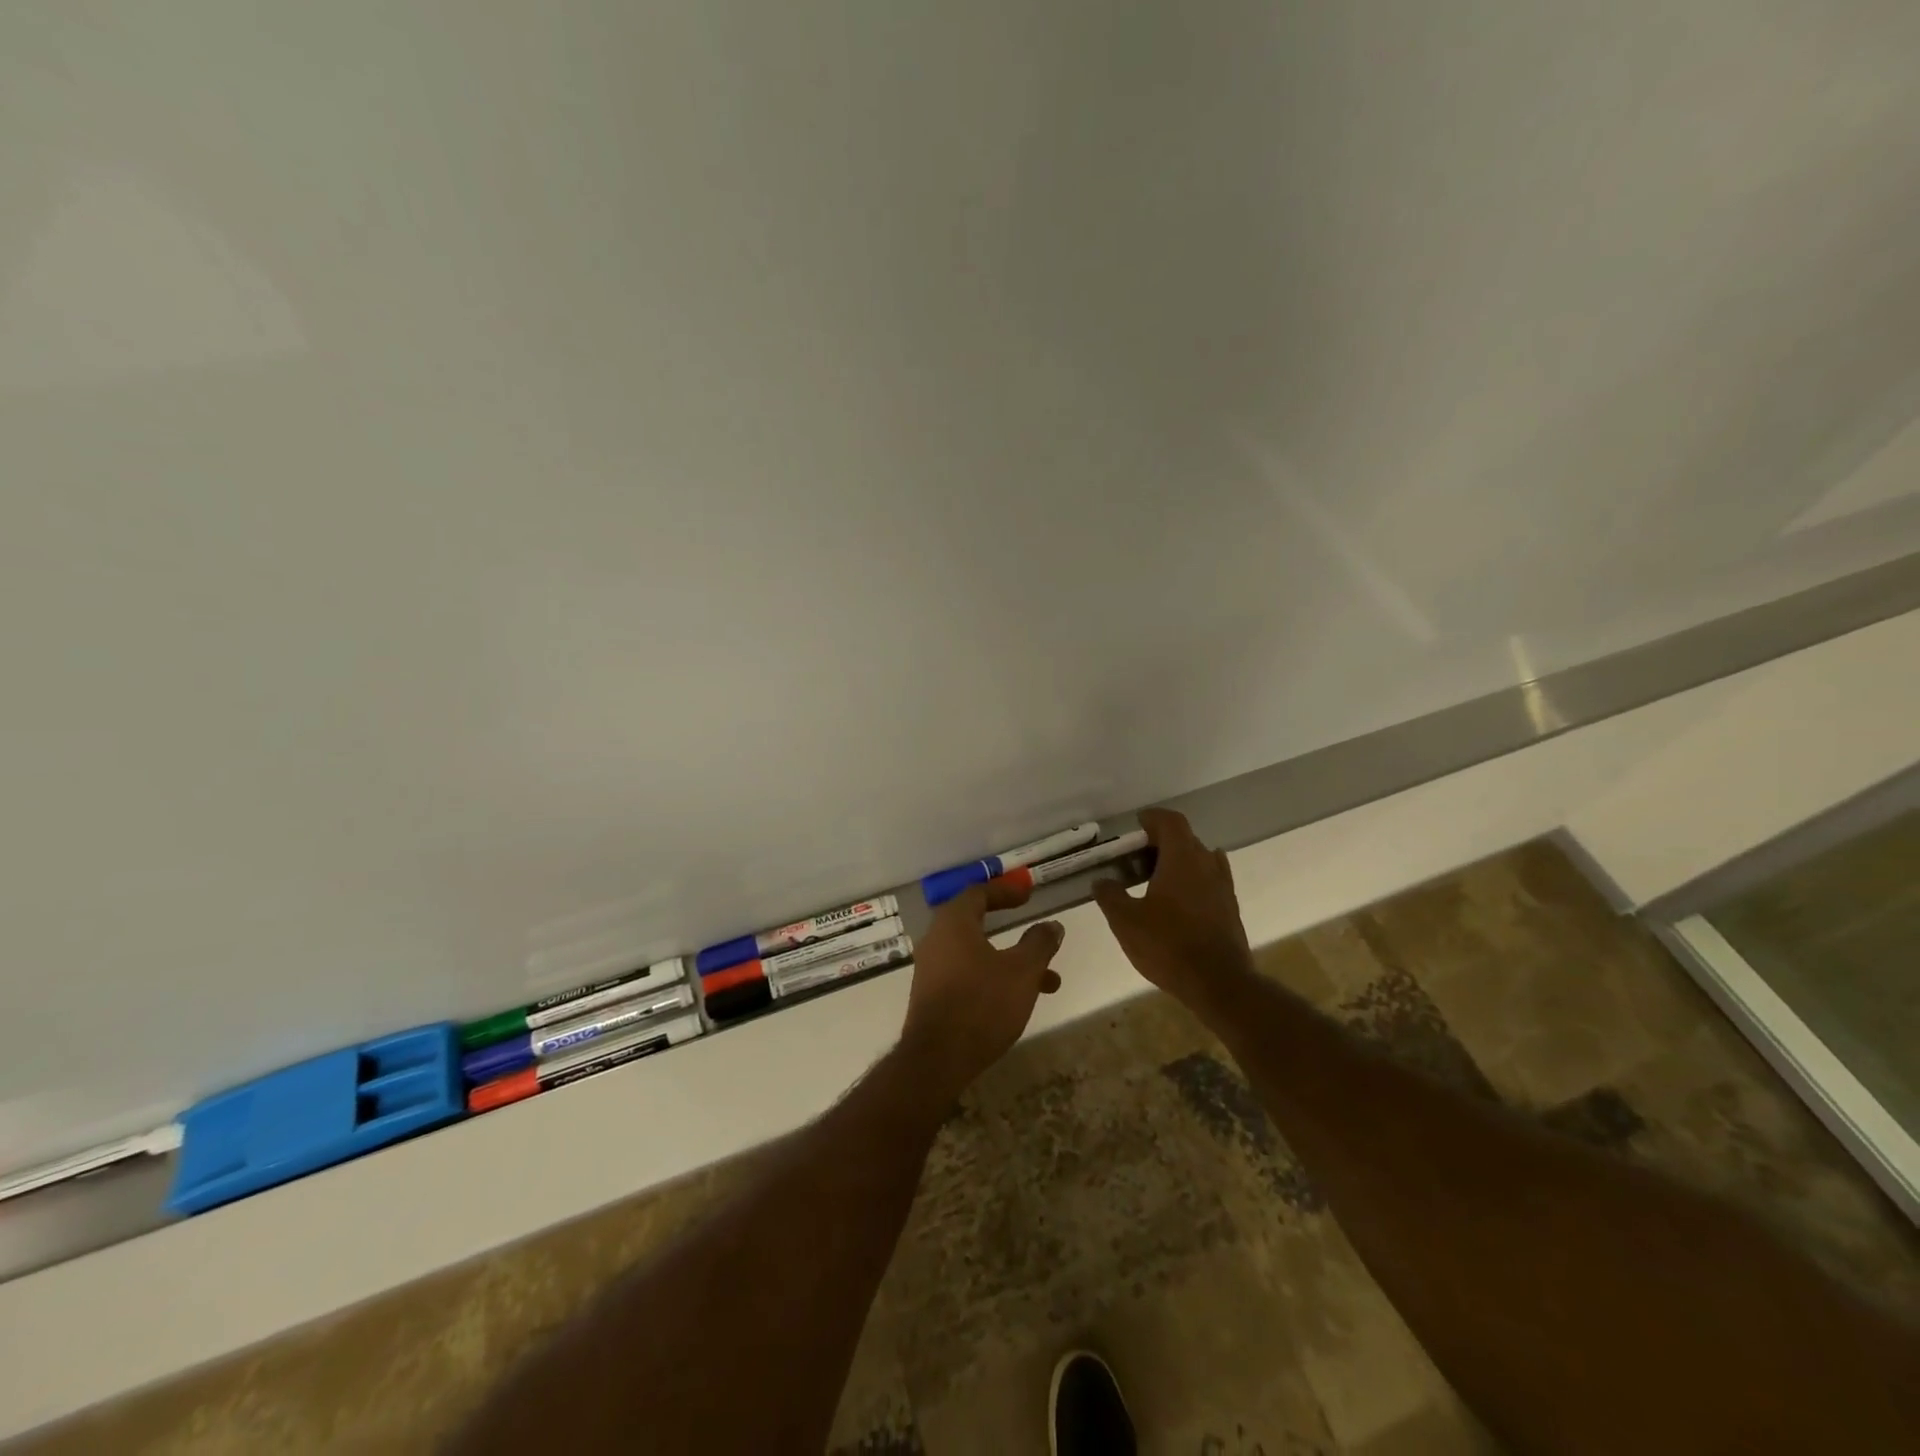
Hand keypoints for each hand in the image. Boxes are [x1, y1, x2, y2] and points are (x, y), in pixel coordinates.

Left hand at [900, 878, 1063, 1100]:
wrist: (936, 1060)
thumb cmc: (981, 1004)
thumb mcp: (1022, 971)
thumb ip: (1039, 944)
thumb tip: (1052, 925)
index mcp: (953, 923)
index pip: (978, 893)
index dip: (1005, 890)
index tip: (1028, 893)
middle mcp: (937, 940)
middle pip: (976, 922)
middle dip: (1011, 926)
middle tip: (1035, 927)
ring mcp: (932, 970)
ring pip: (977, 954)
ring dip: (1011, 961)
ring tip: (1050, 981)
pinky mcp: (933, 996)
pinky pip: (968, 974)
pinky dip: (994, 978)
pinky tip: (1019, 1001)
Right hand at [1093, 808, 1253, 1005]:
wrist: (1219, 983)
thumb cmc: (1168, 945)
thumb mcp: (1126, 921)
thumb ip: (1110, 896)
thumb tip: (1102, 881)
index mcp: (1182, 858)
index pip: (1171, 822)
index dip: (1153, 818)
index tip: (1136, 825)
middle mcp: (1207, 864)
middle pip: (1185, 839)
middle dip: (1160, 842)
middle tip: (1136, 859)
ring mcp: (1222, 886)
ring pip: (1199, 860)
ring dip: (1178, 862)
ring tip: (1154, 880)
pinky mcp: (1229, 908)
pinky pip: (1209, 881)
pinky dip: (1191, 881)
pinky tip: (1175, 902)